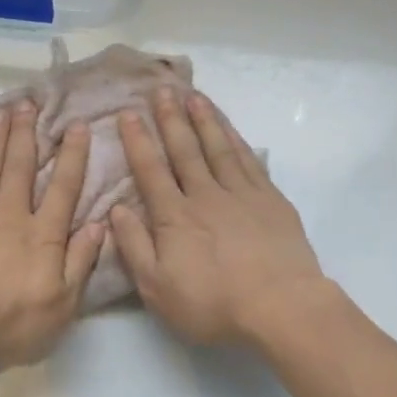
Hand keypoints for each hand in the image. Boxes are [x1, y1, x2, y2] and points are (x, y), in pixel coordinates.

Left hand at [0, 101, 104, 367]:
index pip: (63, 189)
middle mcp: (11, 215)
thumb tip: (100, 225)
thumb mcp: (60, 305)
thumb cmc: (7, 321)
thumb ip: (80, 263)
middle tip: (31, 103)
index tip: (78, 127)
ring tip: (4, 110)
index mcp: (43, 236)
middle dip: (28, 134)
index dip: (72, 157)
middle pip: (21, 167)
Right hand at [109, 87, 334, 345]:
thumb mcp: (158, 288)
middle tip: (161, 89)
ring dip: (205, 120)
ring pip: (219, 148)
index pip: (151, 171)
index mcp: (175, 217)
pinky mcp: (272, 200)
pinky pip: (250, 160)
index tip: (128, 114)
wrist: (280, 306)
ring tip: (194, 96)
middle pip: (185, 150)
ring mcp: (242, 194)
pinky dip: (237, 140)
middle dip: (170, 119)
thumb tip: (116, 210)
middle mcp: (206, 195)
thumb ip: (134, 247)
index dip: (138, 141)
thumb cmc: (213, 304)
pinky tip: (230, 129)